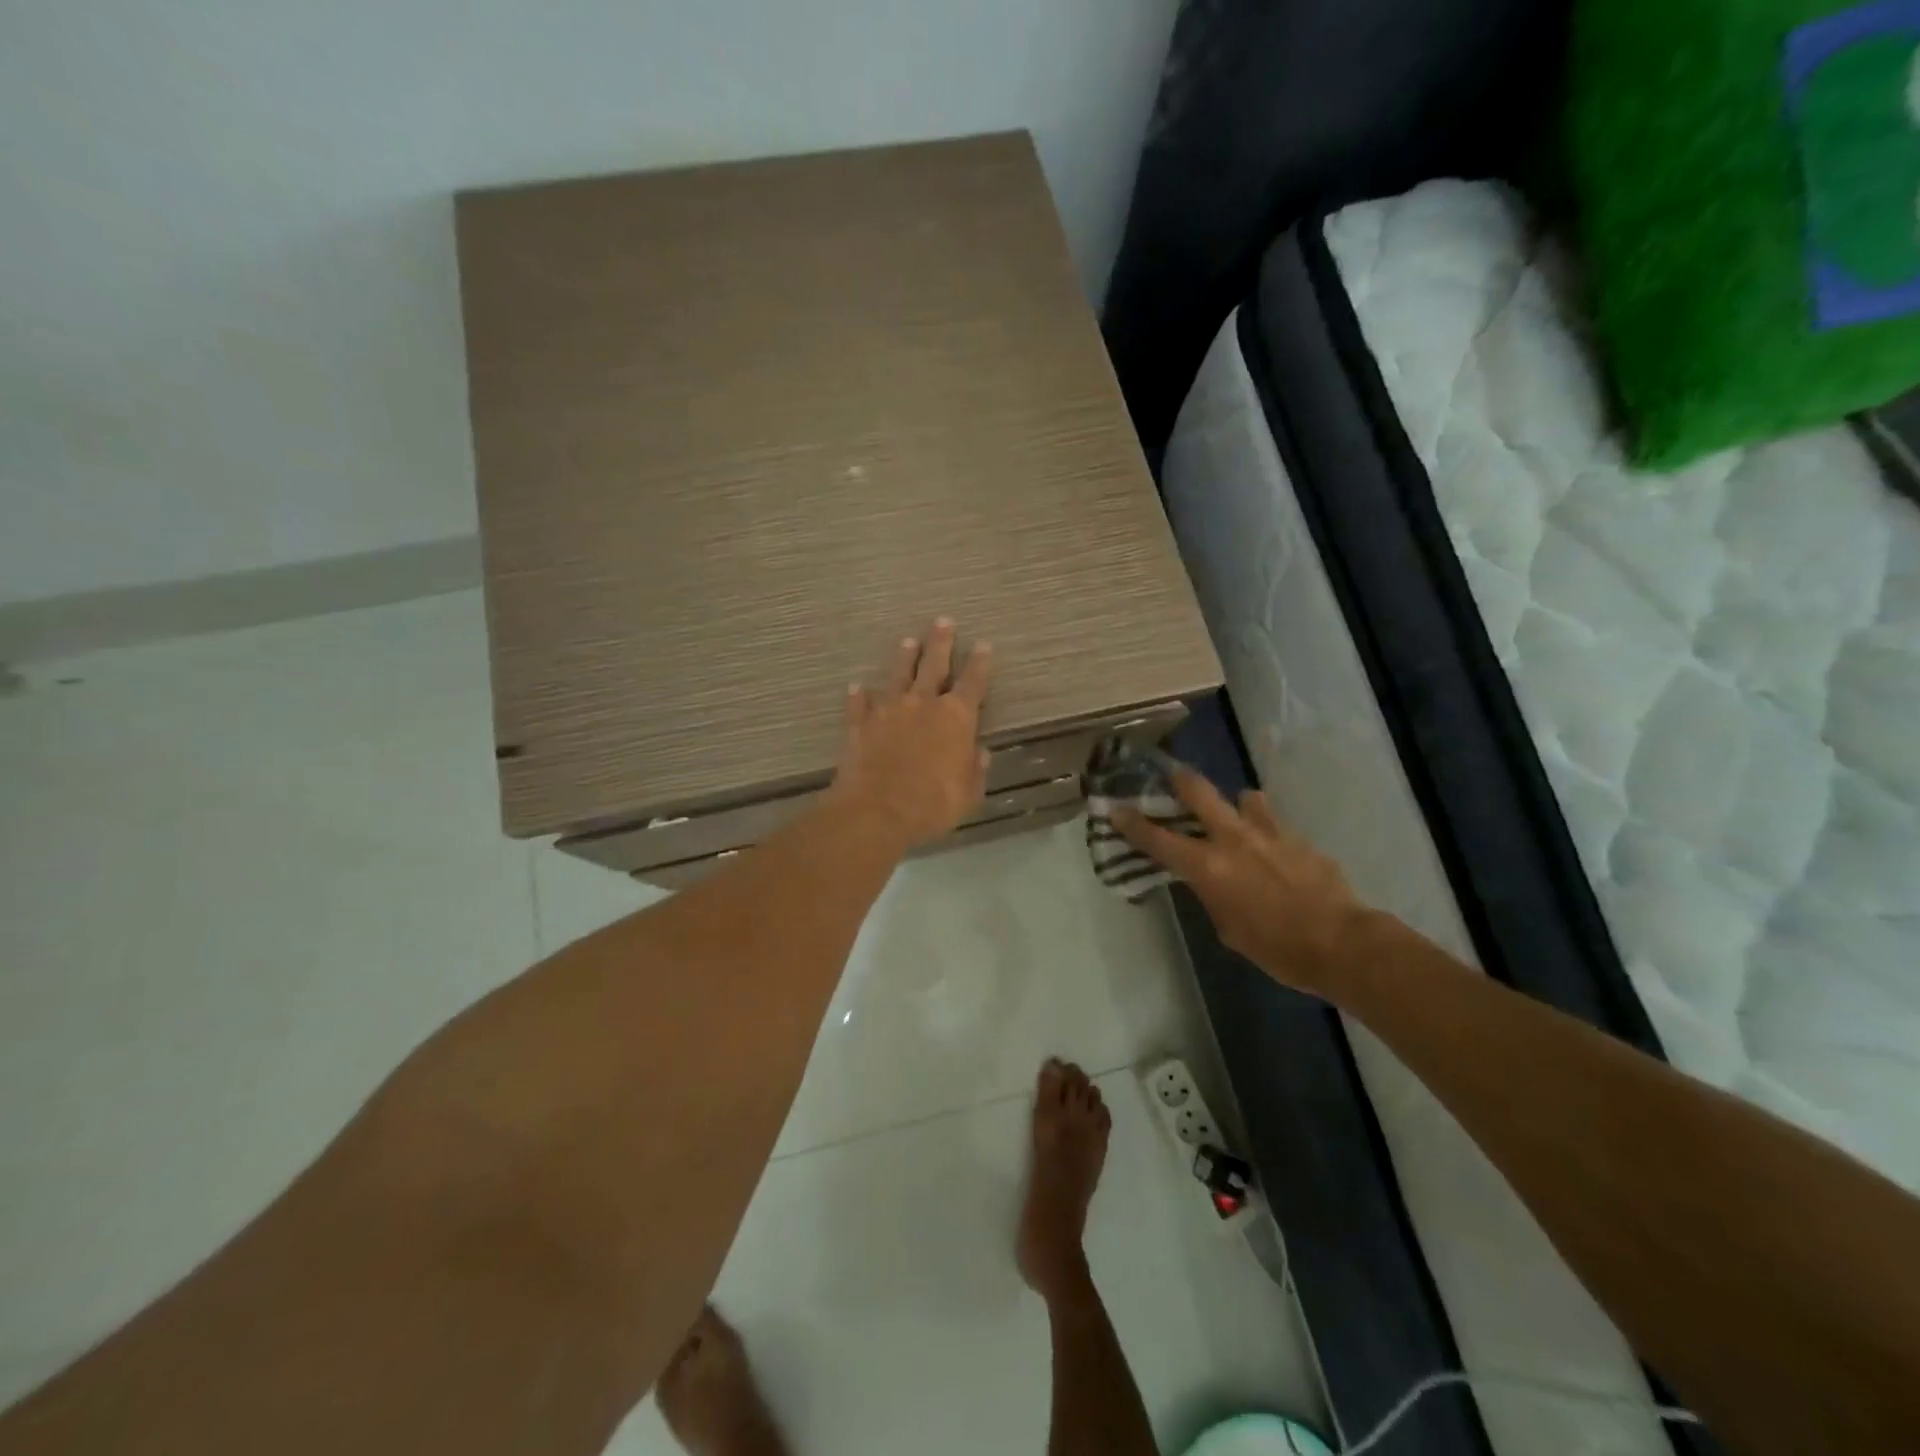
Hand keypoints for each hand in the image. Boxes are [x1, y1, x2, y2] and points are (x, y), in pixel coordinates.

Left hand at [829, 619, 993, 849]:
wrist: (878, 810)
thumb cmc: (933, 803)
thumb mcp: (969, 792)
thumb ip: (975, 769)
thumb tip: (979, 753)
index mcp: (956, 718)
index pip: (973, 683)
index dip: (980, 664)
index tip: (983, 644)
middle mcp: (922, 704)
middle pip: (933, 666)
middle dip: (940, 643)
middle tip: (942, 621)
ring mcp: (888, 711)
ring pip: (897, 676)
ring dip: (903, 658)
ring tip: (907, 641)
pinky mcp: (860, 726)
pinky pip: (859, 705)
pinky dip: (859, 696)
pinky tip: (856, 686)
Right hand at [1114, 767, 1360, 995]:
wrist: (1342, 944)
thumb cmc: (1276, 948)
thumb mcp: (1228, 929)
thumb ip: (1212, 894)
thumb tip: (1209, 880)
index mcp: (1208, 866)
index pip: (1157, 839)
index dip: (1132, 823)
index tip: (1115, 808)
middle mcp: (1233, 838)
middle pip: (1198, 791)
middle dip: (1179, 780)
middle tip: (1170, 775)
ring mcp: (1269, 832)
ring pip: (1245, 797)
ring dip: (1236, 805)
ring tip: (1238, 818)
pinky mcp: (1298, 838)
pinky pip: (1275, 824)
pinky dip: (1268, 831)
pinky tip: (1276, 852)